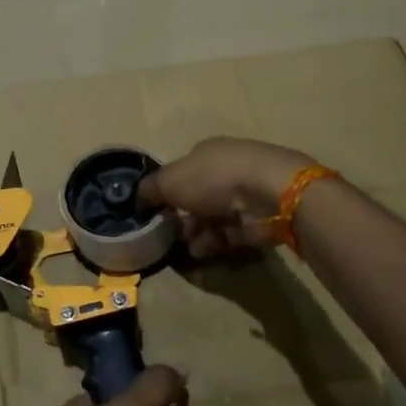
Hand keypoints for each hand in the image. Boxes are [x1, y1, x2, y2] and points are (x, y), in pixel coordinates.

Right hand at [139, 137, 315, 258]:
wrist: (266, 193)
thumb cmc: (213, 178)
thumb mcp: (170, 180)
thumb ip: (151, 189)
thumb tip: (139, 197)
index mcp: (206, 153)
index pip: (182, 170)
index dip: (167, 190)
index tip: (155, 210)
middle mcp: (225, 170)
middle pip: (197, 196)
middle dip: (181, 216)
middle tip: (168, 233)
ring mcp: (243, 195)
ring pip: (212, 217)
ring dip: (196, 233)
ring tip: (185, 247)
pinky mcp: (256, 220)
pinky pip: (228, 234)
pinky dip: (213, 243)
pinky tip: (201, 252)